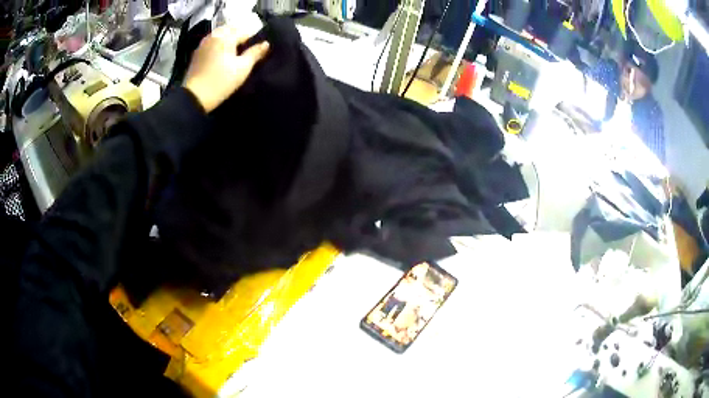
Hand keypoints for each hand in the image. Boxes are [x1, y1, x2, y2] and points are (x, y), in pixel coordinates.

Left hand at [183, 25, 269, 112]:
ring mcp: (203, 44)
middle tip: (245, 51)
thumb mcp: (243, 68)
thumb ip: (255, 53)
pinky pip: (211, 43)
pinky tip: (220, 57)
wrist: (194, 97)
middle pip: (231, 30)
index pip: (245, 31)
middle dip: (239, 37)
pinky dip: (218, 46)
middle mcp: (213, 36)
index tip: (256, 50)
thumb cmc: (221, 82)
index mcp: (226, 36)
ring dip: (228, 40)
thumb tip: (266, 43)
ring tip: (233, 54)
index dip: (253, 40)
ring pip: (220, 35)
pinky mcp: (196, 54)